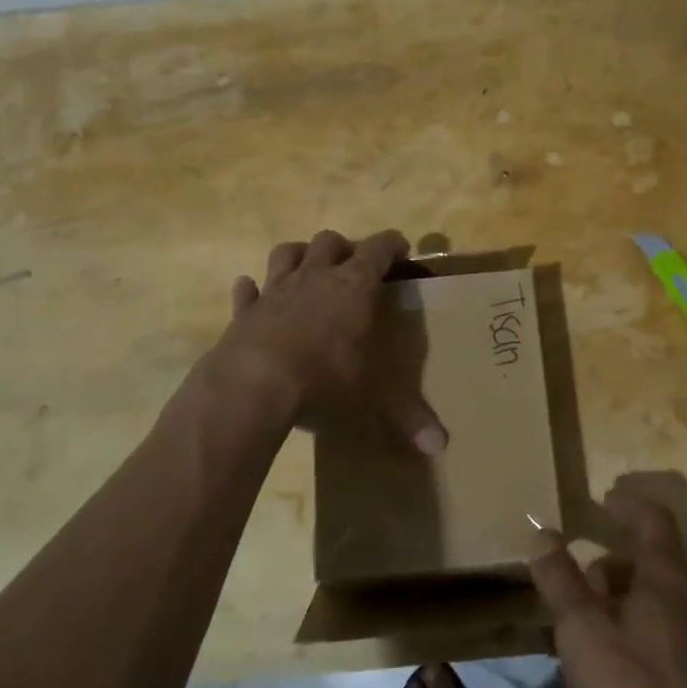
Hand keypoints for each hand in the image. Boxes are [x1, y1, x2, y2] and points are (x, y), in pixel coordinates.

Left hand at [210, 229, 447, 455]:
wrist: (254, 385)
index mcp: (354, 287)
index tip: (401, 249)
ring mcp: (276, 290)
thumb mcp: (373, 399)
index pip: (378, 249)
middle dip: (343, 247)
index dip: (391, 244)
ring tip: (306, 268)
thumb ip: (408, 416)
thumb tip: (441, 446)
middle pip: (329, 241)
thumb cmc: (324, 380)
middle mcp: (316, 277)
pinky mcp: (244, 310)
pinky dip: (251, 290)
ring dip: (298, 255)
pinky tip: (252, 292)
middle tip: (351, 265)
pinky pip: (247, 290)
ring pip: (286, 253)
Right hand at [529, 486, 686, 687]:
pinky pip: (662, 642)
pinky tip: (608, 669)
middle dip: (613, 563)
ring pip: (656, 606)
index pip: (653, 519)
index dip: (628, 504)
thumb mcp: (584, 629)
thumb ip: (561, 579)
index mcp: (667, 577)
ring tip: (582, 623)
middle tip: (577, 572)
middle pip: (653, 564)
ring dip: (619, 603)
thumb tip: (543, 531)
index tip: (604, 498)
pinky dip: (632, 638)